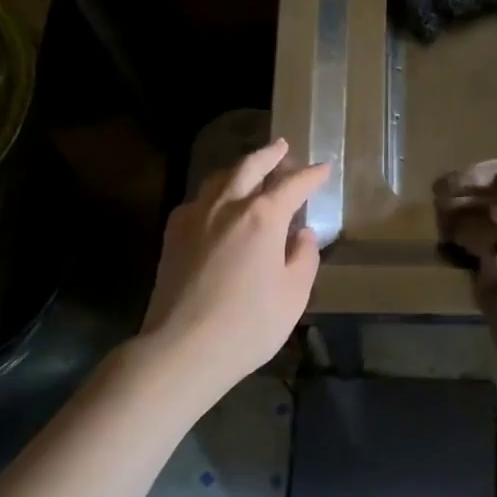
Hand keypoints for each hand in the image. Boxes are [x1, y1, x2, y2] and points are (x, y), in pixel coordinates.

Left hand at [141, 139, 326, 401]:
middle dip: (269, 155)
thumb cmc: (248, 324)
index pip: (292, 185)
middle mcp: (227, 206)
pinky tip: (216, 204)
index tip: (323, 168)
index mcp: (262, 217)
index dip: (311, 175)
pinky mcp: (173, 235)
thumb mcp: (293, 295)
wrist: (182, 348)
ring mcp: (195, 217)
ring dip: (239, 168)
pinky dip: (213, 193)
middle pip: (249, 166)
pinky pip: (197, 200)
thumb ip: (303, 258)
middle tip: (282, 147)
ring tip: (250, 168)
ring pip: (219, 178)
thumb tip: (302, 235)